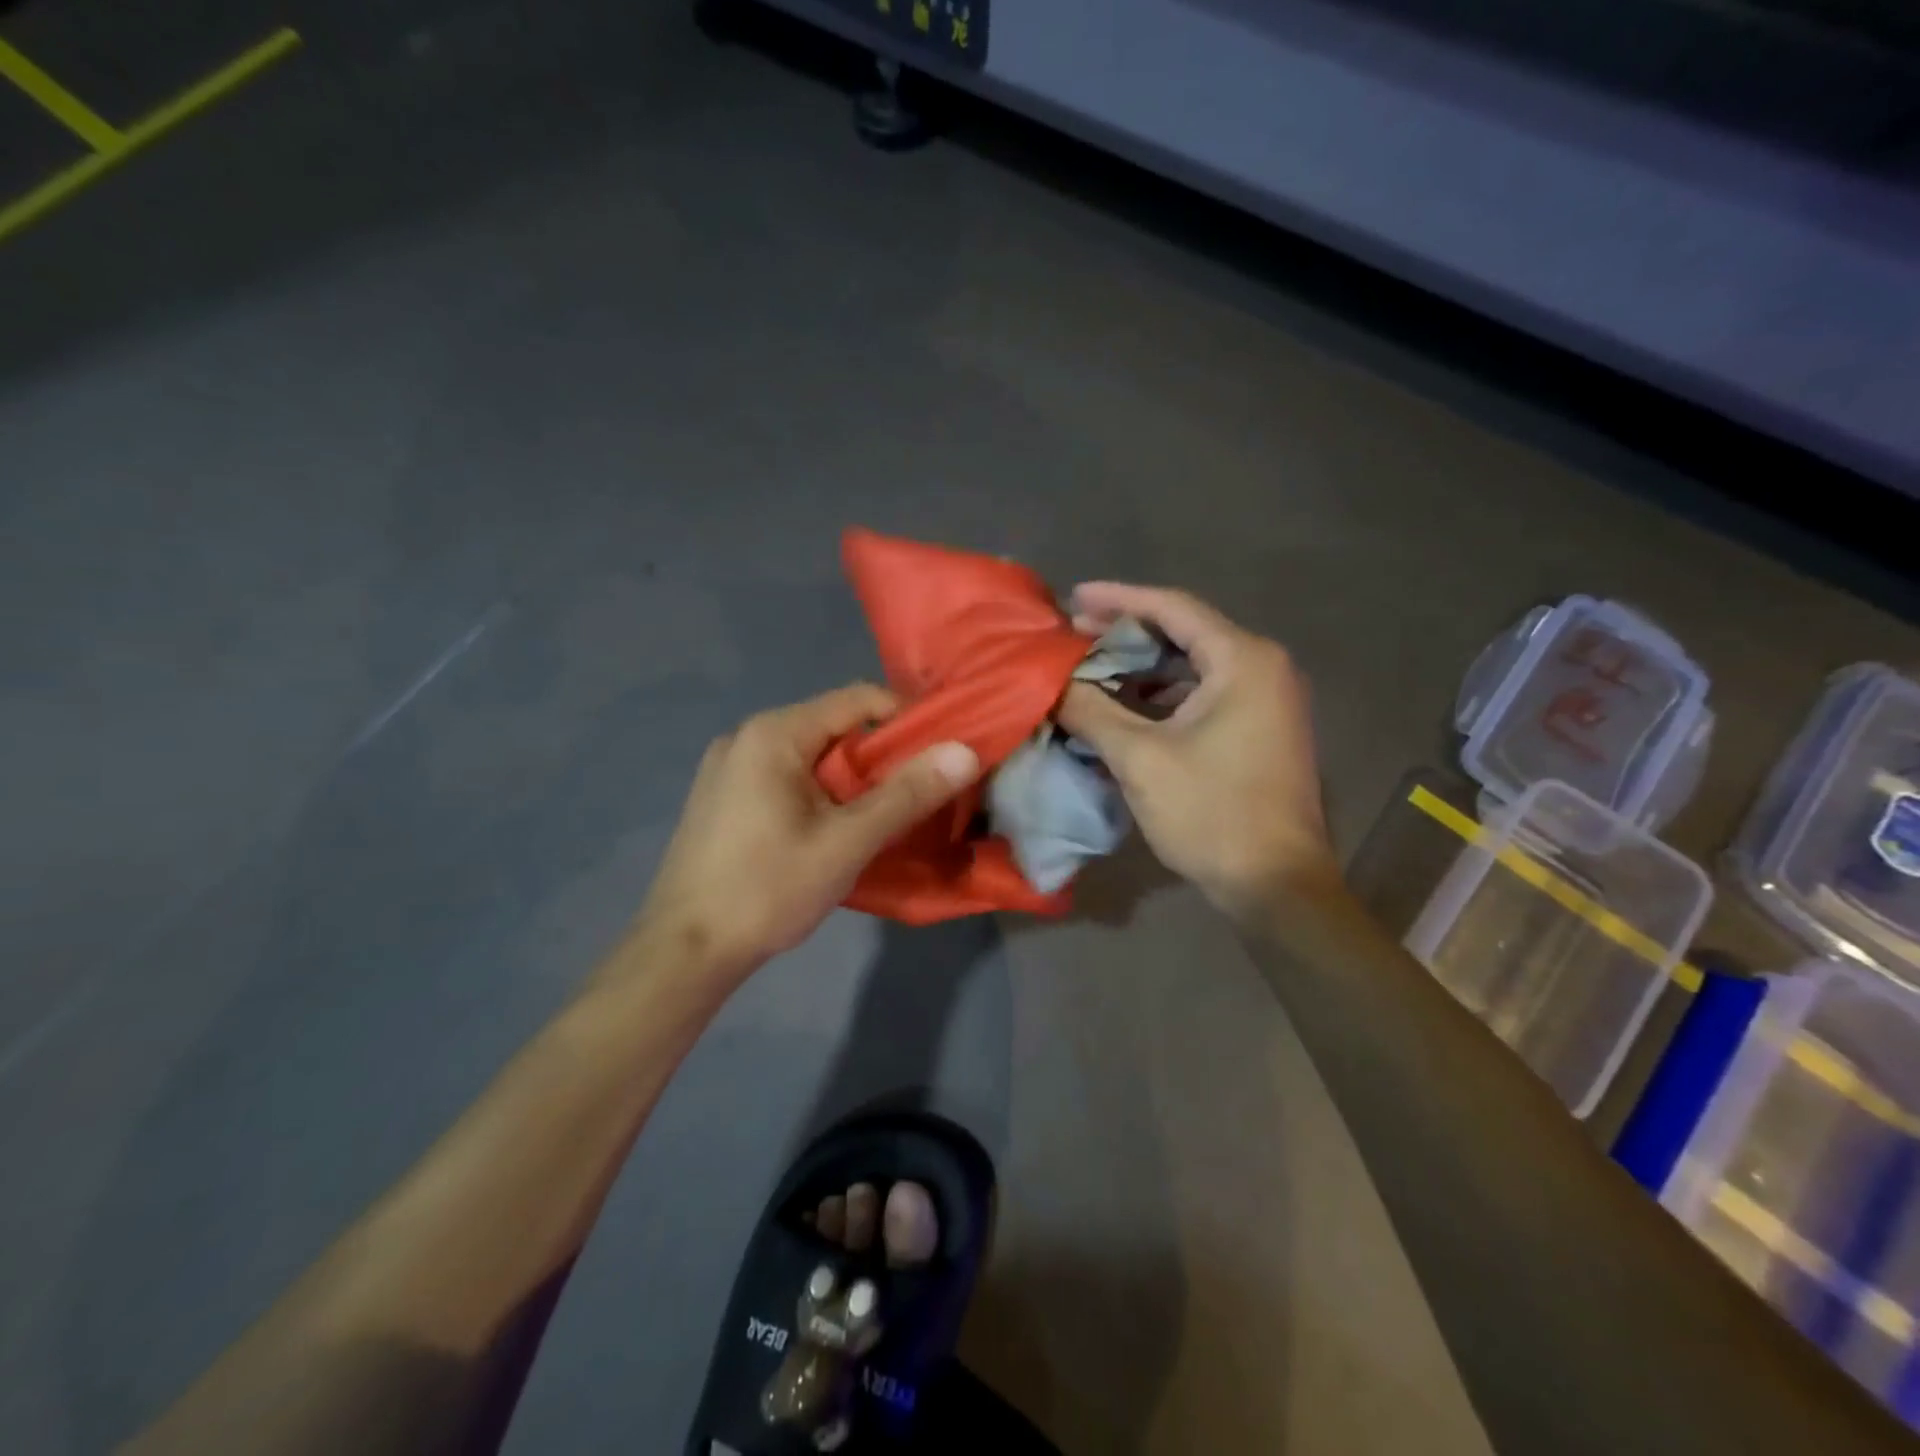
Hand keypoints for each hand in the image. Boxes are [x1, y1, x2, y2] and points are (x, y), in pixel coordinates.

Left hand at [631, 684, 979, 979]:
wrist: (684, 952)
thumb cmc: (767, 890)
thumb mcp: (847, 843)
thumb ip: (907, 794)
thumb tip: (965, 751)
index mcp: (773, 733)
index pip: (858, 699)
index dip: (907, 719)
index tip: (941, 754)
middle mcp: (746, 736)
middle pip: (833, 727)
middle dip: (880, 756)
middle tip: (917, 794)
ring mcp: (729, 767)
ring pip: (811, 756)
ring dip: (851, 779)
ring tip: (881, 817)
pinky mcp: (723, 797)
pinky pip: (786, 777)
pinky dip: (820, 793)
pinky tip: (832, 830)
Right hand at [1057, 583, 1337, 917]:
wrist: (1276, 885)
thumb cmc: (1212, 813)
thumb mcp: (1140, 759)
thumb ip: (1091, 711)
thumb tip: (1051, 684)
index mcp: (1243, 660)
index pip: (1172, 607)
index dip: (1118, 599)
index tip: (1073, 596)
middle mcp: (1262, 668)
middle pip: (1184, 632)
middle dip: (1126, 633)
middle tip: (1074, 634)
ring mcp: (1265, 700)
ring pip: (1192, 666)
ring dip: (1141, 667)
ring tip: (1091, 669)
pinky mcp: (1259, 729)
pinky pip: (1203, 694)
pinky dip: (1162, 696)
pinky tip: (1124, 709)